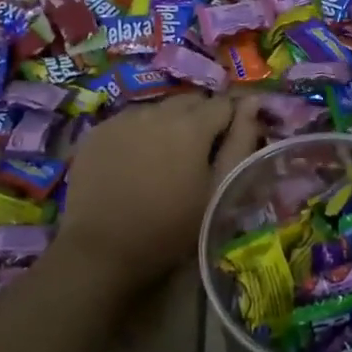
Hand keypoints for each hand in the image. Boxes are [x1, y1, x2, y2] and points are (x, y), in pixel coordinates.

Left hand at [55, 93, 263, 293]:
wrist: (102, 250)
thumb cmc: (171, 228)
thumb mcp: (218, 190)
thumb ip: (240, 142)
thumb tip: (254, 103)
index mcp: (191, 125)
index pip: (225, 104)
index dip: (233, 121)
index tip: (231, 145)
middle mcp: (156, 111)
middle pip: (191, 101)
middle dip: (202, 119)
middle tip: (200, 155)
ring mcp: (123, 119)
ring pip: (159, 109)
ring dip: (170, 125)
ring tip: (166, 159)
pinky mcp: (97, 132)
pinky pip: (129, 121)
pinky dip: (140, 133)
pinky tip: (135, 162)